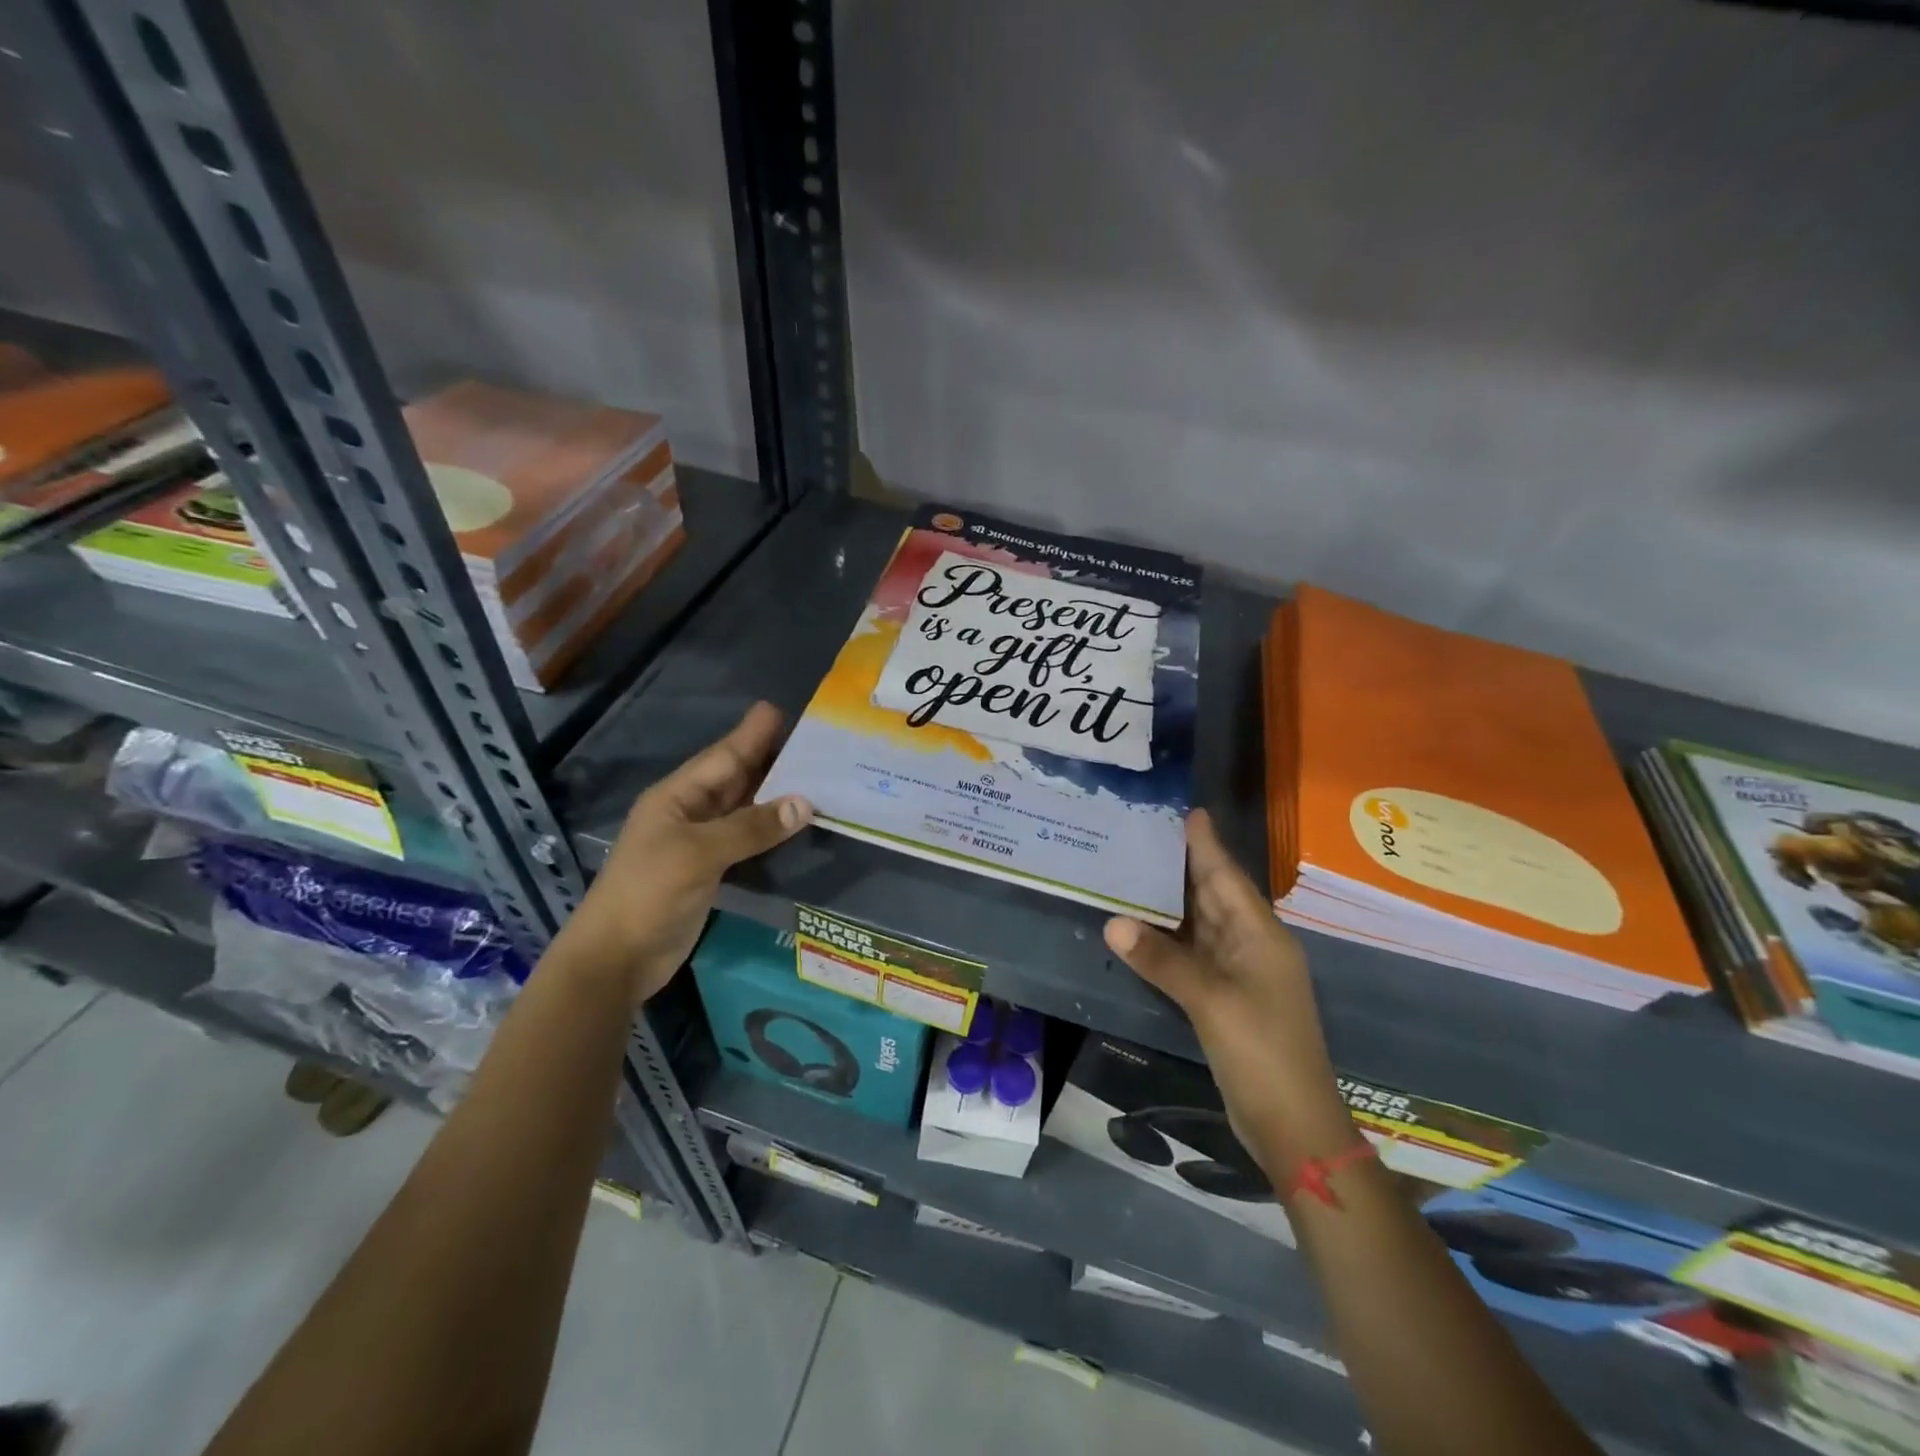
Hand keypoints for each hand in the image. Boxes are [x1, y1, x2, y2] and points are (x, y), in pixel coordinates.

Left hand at [558, 702, 811, 1004]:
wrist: (616, 958)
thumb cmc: (649, 894)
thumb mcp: (698, 854)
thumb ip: (751, 827)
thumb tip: (805, 804)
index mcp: (676, 797)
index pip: (723, 757)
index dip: (751, 734)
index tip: (779, 709)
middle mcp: (688, 812)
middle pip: (735, 778)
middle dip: (770, 759)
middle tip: (812, 741)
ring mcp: (698, 843)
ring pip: (743, 808)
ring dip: (775, 794)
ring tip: (815, 776)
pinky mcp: (709, 870)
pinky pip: (746, 839)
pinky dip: (770, 829)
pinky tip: (795, 823)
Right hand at [1104, 810, 1356, 1179]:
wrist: (1293, 1125)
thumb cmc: (1261, 1052)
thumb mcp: (1211, 1001)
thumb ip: (1163, 960)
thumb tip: (1113, 922)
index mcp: (1261, 936)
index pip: (1228, 877)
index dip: (1207, 845)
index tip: (1188, 812)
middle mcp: (1252, 946)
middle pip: (1214, 896)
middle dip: (1183, 866)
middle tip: (1144, 835)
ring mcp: (1240, 974)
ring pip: (1201, 925)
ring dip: (1171, 902)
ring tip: (1134, 870)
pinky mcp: (1225, 998)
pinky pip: (1193, 955)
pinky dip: (1168, 939)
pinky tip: (1141, 927)